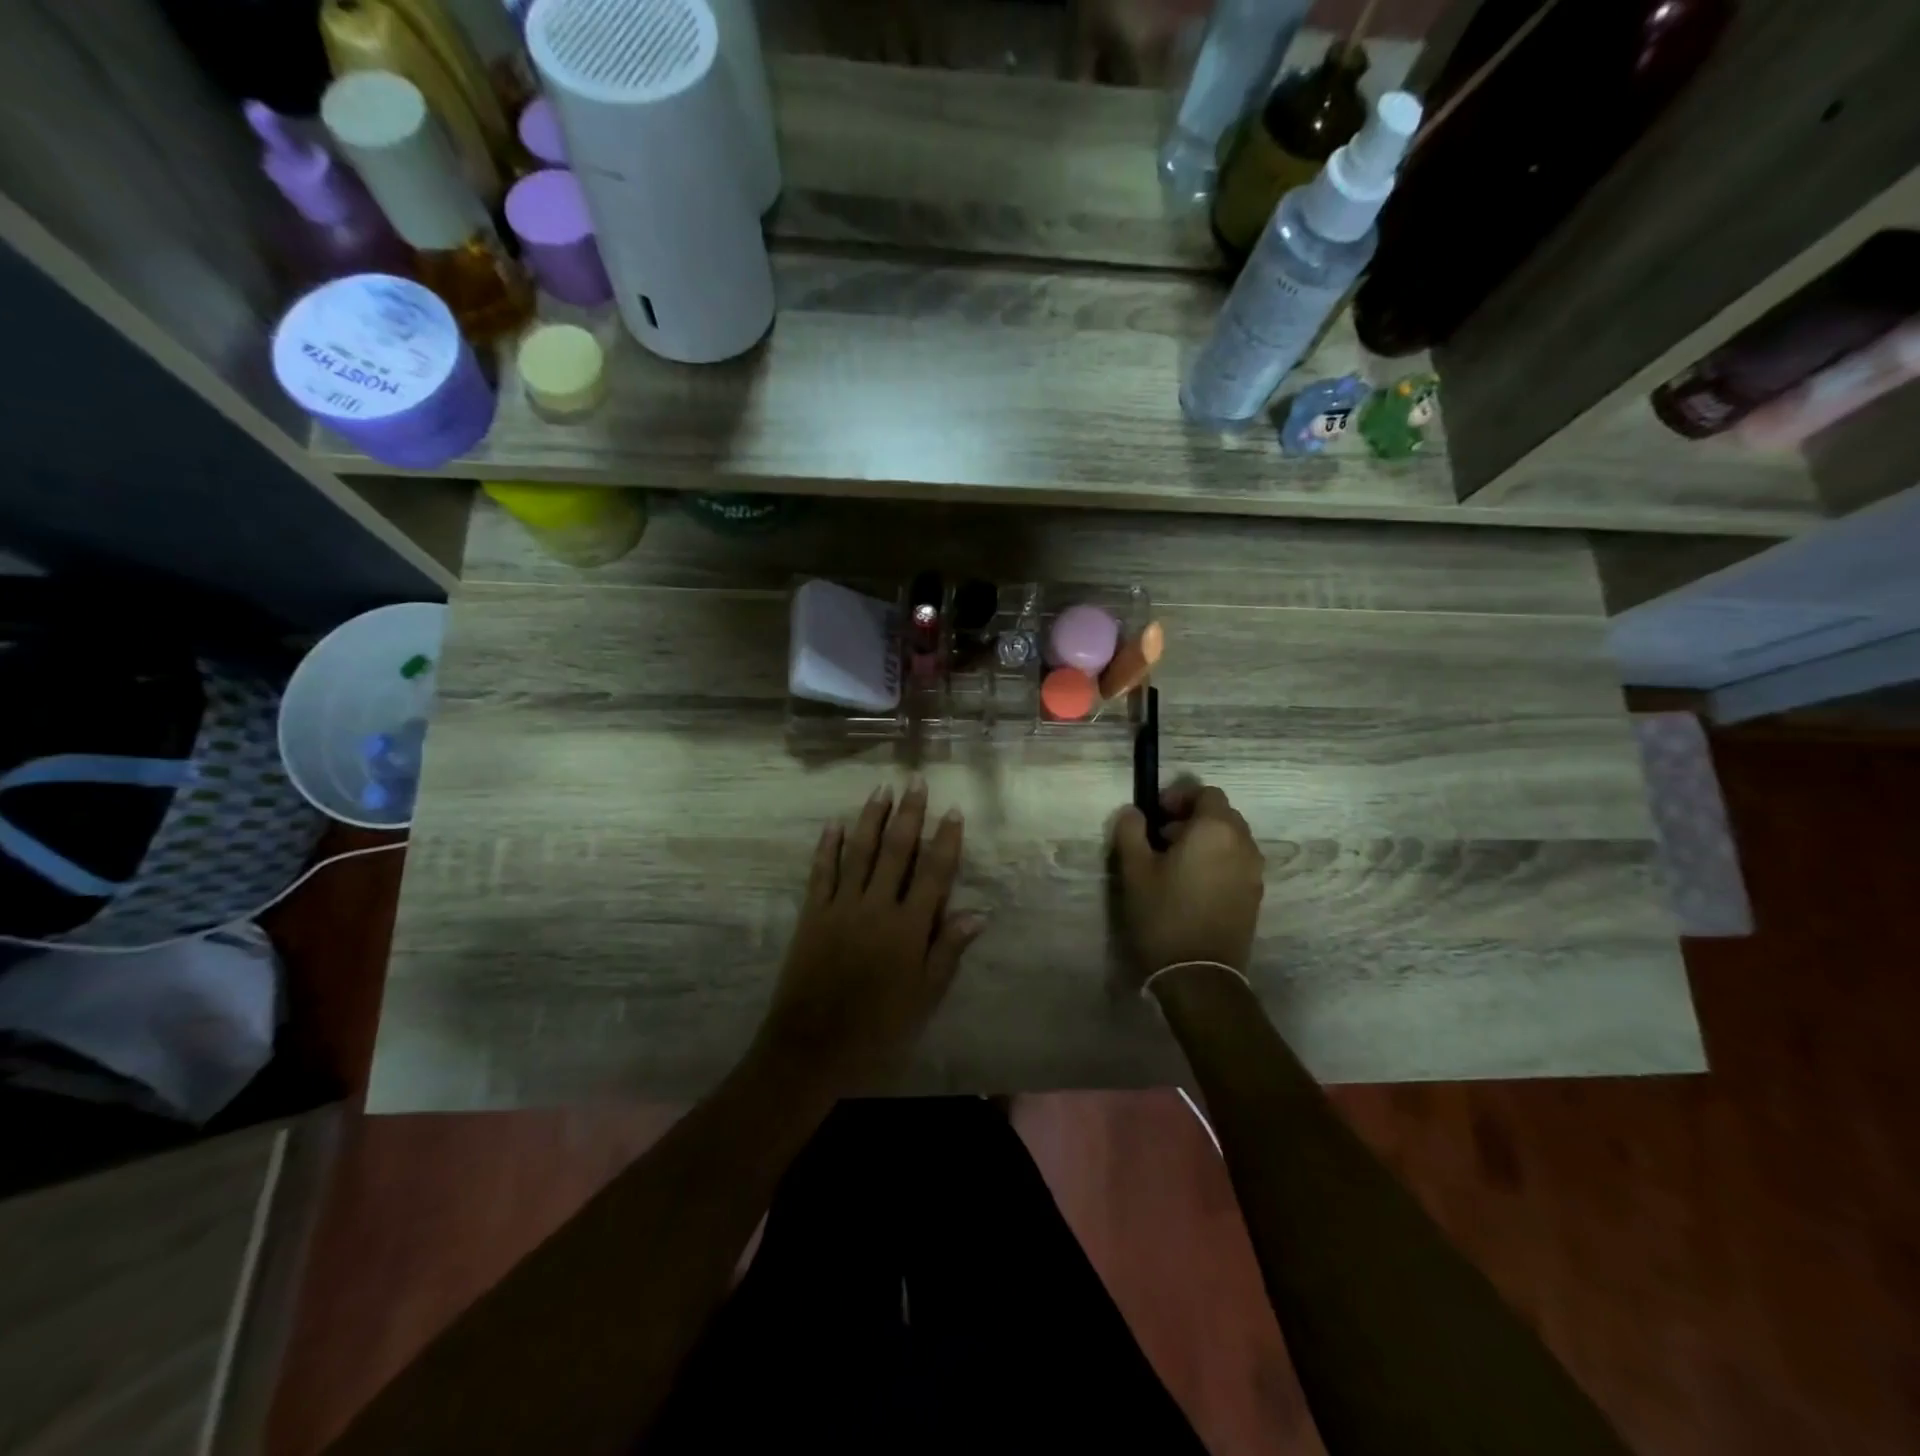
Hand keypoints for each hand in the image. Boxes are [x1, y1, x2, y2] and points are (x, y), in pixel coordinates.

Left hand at [753, 779, 986, 1098]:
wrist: (812, 1045)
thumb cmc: (877, 1027)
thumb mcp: (924, 997)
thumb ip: (947, 951)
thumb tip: (978, 913)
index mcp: (908, 927)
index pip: (933, 873)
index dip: (945, 840)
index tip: (952, 811)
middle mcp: (877, 906)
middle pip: (896, 851)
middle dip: (909, 814)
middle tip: (916, 781)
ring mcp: (841, 906)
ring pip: (860, 852)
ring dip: (871, 818)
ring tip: (882, 789)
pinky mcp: (813, 913)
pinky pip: (822, 872)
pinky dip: (828, 846)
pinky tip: (834, 823)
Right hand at [1111, 779, 1264, 985]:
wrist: (1199, 974)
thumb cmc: (1164, 914)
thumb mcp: (1135, 870)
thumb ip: (1131, 831)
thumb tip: (1133, 812)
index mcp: (1215, 830)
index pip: (1206, 793)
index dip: (1180, 796)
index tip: (1156, 814)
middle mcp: (1243, 844)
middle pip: (1221, 814)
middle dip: (1192, 817)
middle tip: (1161, 836)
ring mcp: (1254, 871)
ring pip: (1231, 839)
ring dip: (1205, 839)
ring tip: (1175, 862)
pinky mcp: (1255, 895)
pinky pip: (1237, 862)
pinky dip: (1217, 860)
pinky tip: (1192, 884)